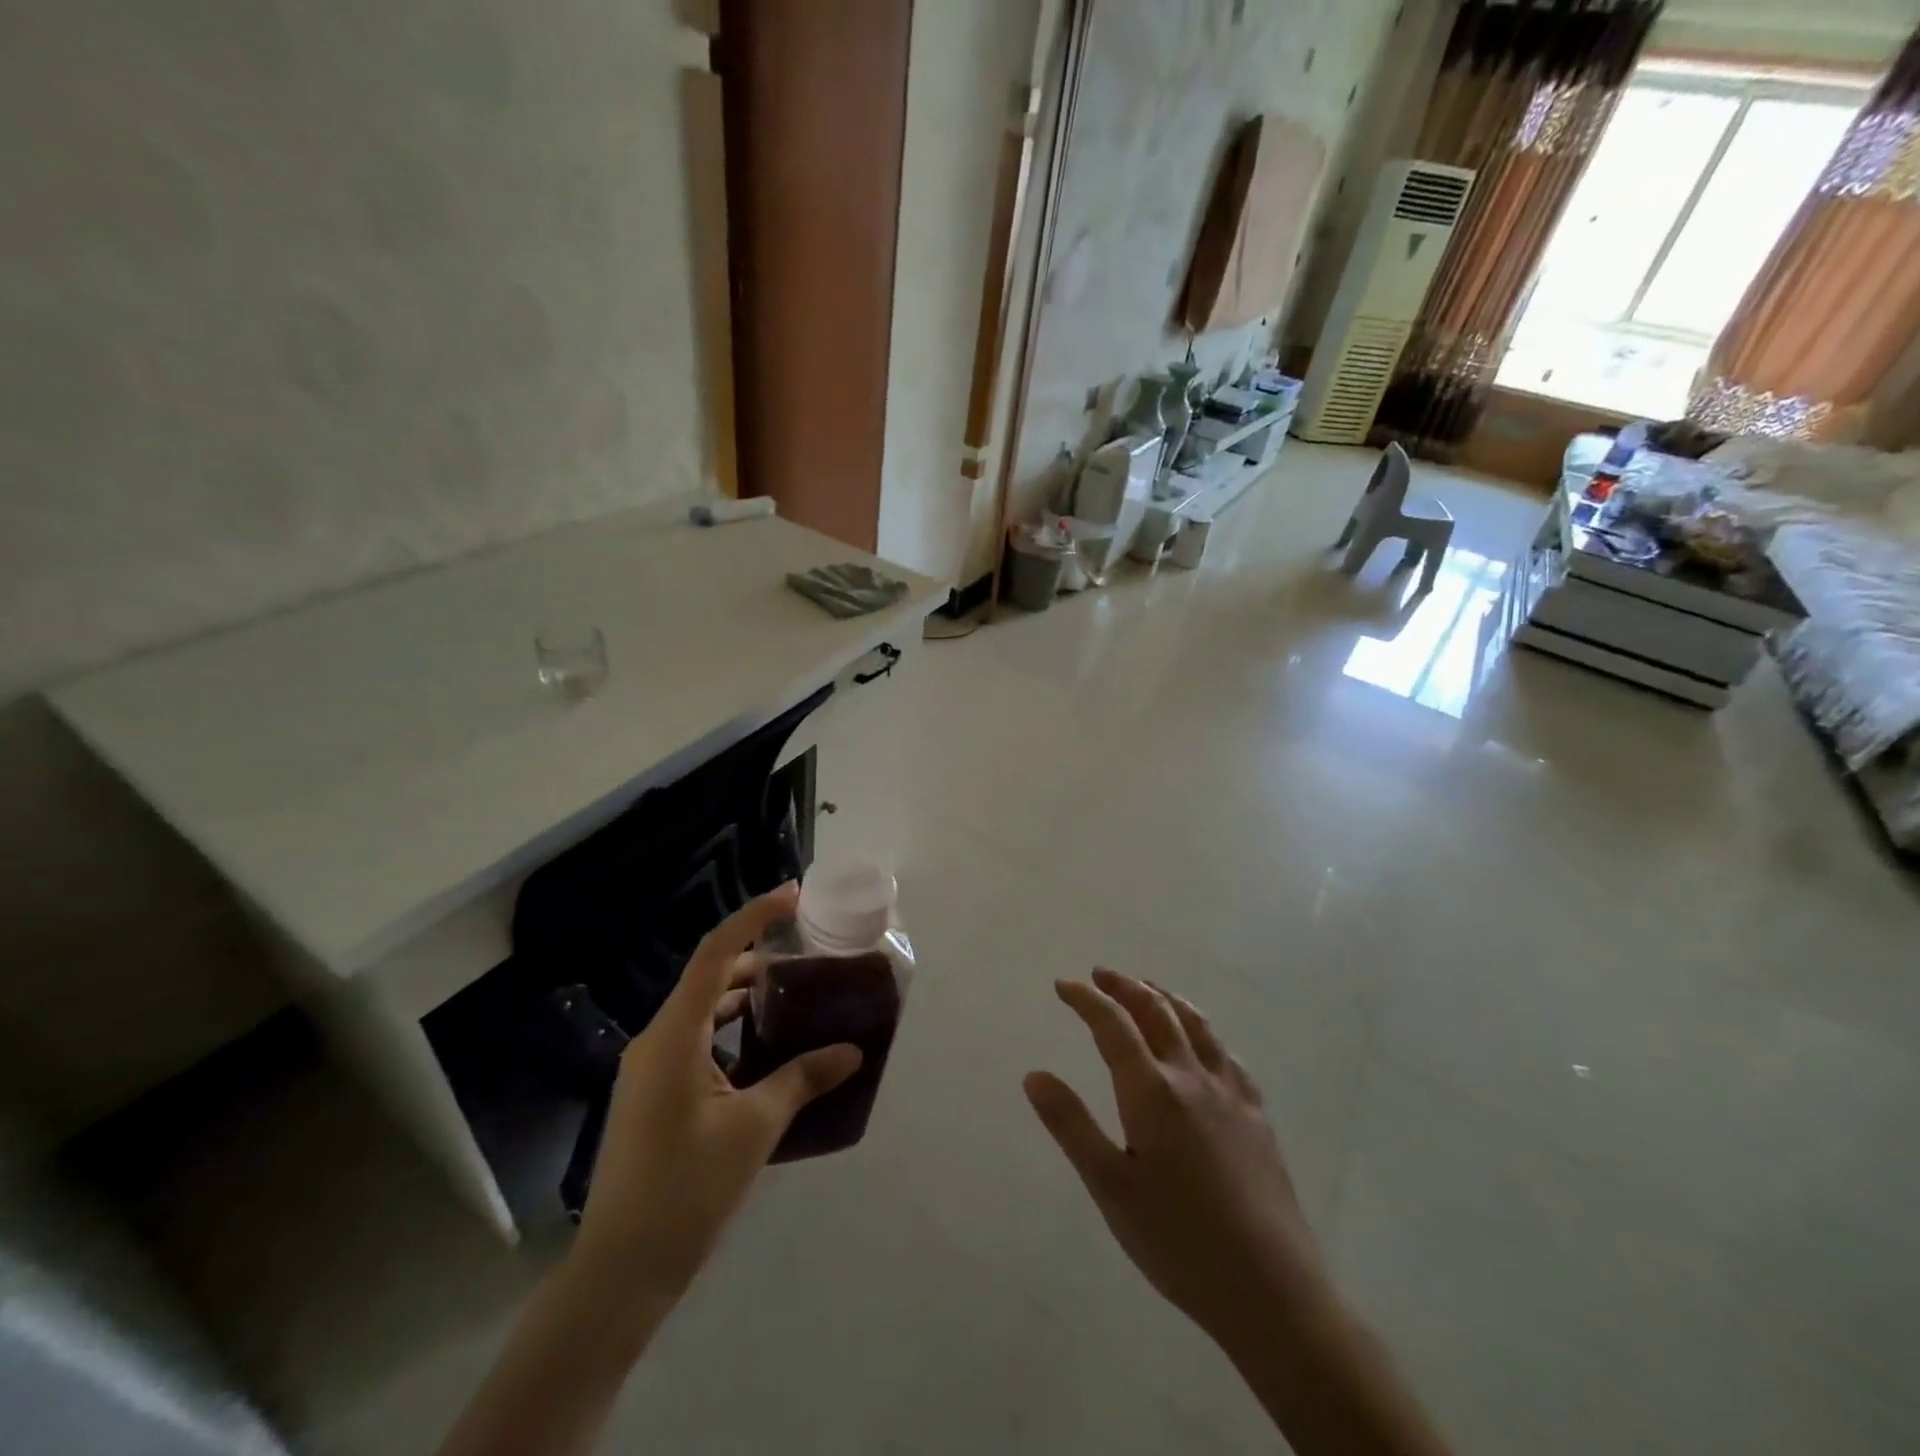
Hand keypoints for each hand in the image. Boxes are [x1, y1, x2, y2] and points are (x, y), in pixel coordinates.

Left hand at [573, 883, 860, 1300]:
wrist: (619, 1272)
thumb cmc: (686, 1192)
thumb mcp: (754, 1129)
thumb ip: (803, 1079)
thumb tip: (852, 1051)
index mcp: (674, 1036)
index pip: (716, 953)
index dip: (755, 916)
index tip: (794, 896)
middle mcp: (656, 1040)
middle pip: (711, 977)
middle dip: (759, 960)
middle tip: (809, 962)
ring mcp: (651, 1068)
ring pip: (703, 1010)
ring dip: (746, 998)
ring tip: (795, 1001)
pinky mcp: (654, 1092)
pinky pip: (697, 1040)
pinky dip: (732, 1031)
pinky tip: (768, 1052)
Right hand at [1024, 969, 1326, 1348]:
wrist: (1272, 1290)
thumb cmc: (1179, 1241)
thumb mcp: (1110, 1187)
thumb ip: (1071, 1125)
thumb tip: (1034, 1074)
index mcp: (1152, 1091)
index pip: (1113, 1025)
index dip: (1086, 999)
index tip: (1063, 986)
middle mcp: (1192, 1077)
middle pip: (1156, 1012)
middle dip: (1125, 987)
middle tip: (1101, 975)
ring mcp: (1230, 1093)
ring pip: (1196, 1024)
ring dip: (1165, 998)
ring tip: (1147, 989)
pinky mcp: (1257, 1115)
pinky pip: (1226, 1054)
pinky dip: (1204, 1032)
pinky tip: (1202, 1044)